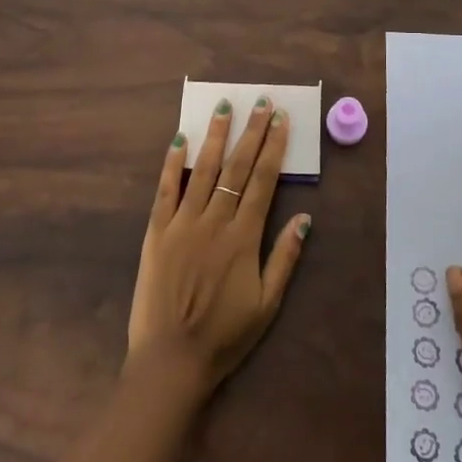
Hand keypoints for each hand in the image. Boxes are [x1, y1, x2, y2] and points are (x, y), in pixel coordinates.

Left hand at [126, 97, 311, 400]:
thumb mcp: (267, 304)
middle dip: (252, 132)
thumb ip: (285, 258)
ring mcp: (182, 223)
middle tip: (261, 101)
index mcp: (244, 237)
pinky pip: (165, 190)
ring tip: (224, 107)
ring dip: (216, 136)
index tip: (281, 120)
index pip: (263, 181)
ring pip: (203, 170)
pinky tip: (180, 139)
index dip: (274, 147)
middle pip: (237, 167)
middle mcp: (215, 221)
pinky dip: (173, 163)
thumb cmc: (225, 336)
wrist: (171, 360)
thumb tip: (305, 218)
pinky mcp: (156, 232)